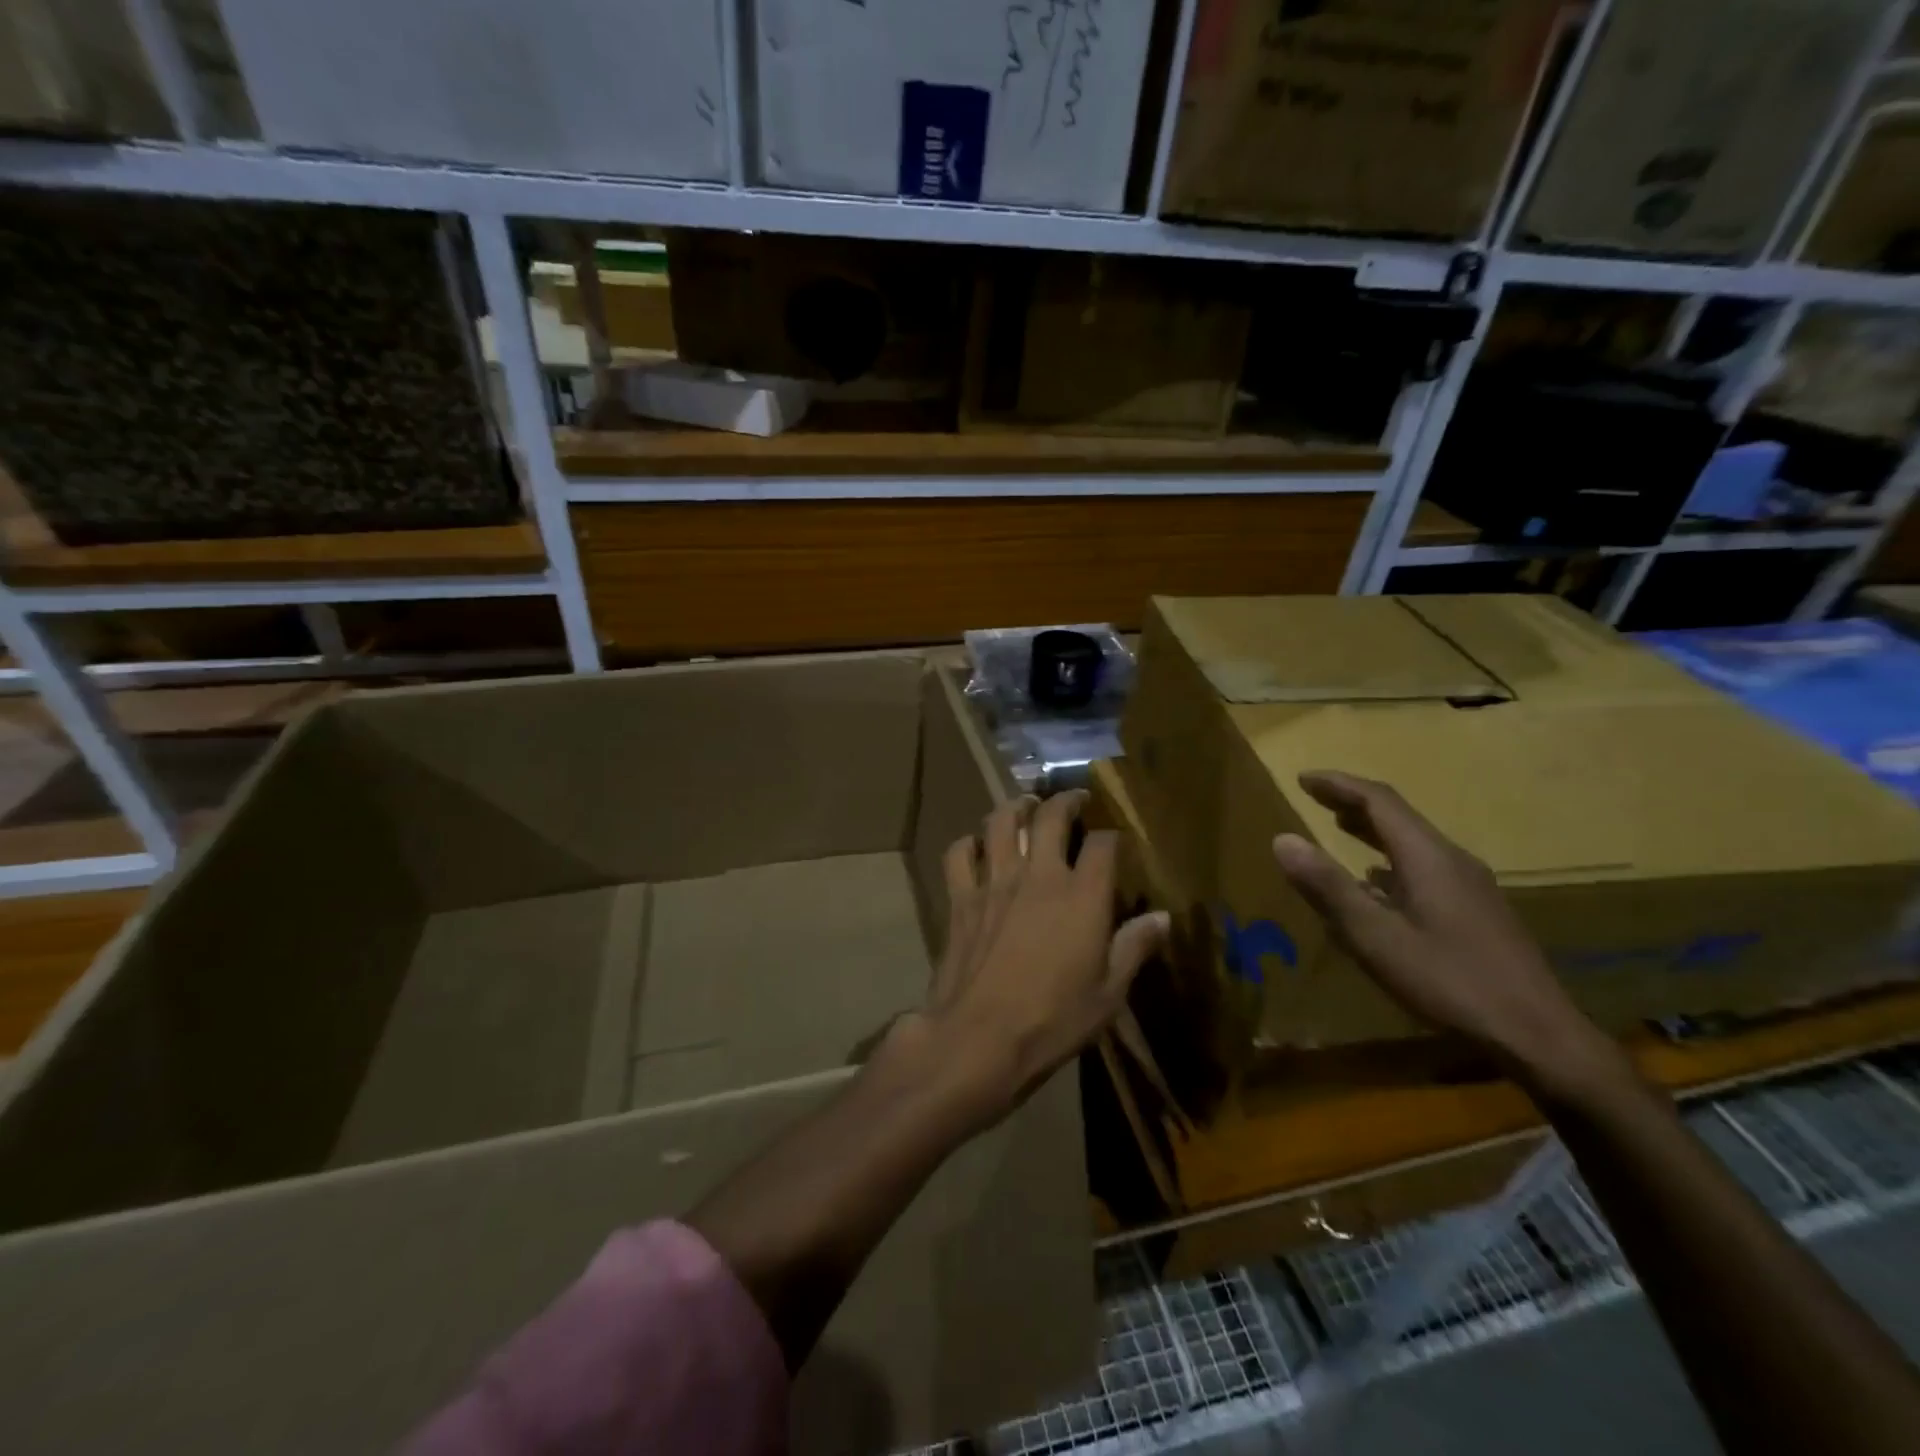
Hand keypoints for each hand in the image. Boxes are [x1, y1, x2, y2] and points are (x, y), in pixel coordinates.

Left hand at [908, 791, 1168, 1128]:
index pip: (1102, 845)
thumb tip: (1164, 918)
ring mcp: (994, 882)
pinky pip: (960, 853)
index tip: (1114, 839)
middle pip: (1051, 817)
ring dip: (1016, 807)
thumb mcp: (1108, 993)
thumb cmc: (1053, 1021)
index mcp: (1082, 896)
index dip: (1112, 836)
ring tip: (1026, 805)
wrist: (979, 1038)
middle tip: (1074, 799)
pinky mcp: (961, 898)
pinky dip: (968, 843)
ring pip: (1001, 822)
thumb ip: (1134, 948)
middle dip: (1066, 801)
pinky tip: (977, 846)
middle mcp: (1038, 876)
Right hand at [1271, 771, 1608, 1084]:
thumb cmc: (1449, 981)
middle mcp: (1451, 860)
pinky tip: (1378, 884)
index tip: (1302, 778)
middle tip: (1314, 798)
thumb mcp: (1375, 936)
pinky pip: (1423, 868)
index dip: (1338, 785)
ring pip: (1412, 843)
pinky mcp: (1476, 911)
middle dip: (1353, 803)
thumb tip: (1282, 839)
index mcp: (1428, 857)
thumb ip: (1328, 886)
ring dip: (1372, 831)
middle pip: (1398, 817)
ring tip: (1338, 829)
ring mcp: (1470, 886)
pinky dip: (1389, 861)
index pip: (1379, 801)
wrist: (1538, 1035)